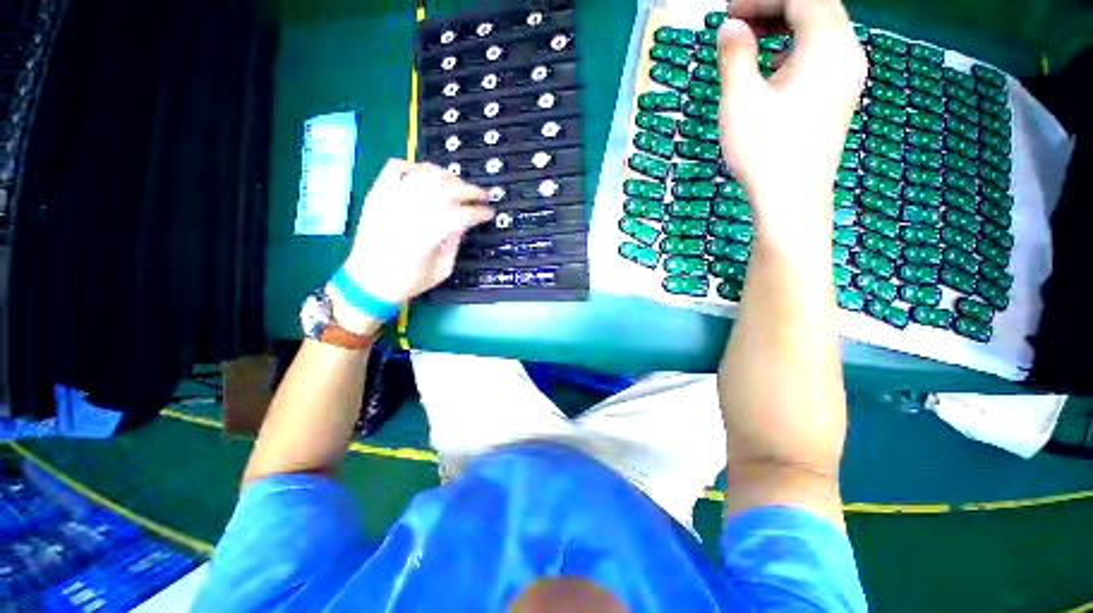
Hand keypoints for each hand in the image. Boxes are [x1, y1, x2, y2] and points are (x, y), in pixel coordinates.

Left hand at [330, 160, 492, 330]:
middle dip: (470, 189)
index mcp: (428, 236)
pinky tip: (426, 176)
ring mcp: (390, 199)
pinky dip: (414, 166)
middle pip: (446, 188)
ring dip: (447, 176)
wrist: (367, 282)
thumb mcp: (442, 270)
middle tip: (482, 195)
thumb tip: (464, 222)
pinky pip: (395, 167)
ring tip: (458, 184)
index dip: (480, 211)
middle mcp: (409, 212)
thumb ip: (455, 242)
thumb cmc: (408, 281)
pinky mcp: (377, 194)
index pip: (462, 214)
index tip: (489, 212)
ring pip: (425, 174)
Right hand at [716, 0, 865, 244]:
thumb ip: (735, 56)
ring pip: (821, 30)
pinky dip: (795, 47)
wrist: (792, 200)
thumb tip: (731, 27)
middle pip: (816, 8)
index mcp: (828, 44)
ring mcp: (847, 75)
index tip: (729, 13)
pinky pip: (822, 53)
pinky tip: (772, 66)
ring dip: (785, 25)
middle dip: (774, 7)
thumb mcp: (740, 101)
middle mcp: (847, 52)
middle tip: (737, 24)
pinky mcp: (839, 95)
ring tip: (751, 40)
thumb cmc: (765, 151)